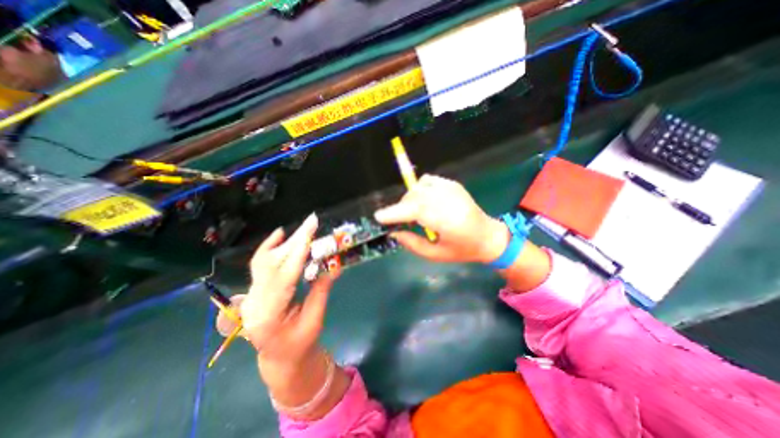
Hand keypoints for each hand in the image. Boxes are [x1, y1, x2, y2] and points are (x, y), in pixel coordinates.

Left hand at [213, 212, 336, 365]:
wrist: (279, 357)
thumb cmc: (299, 344)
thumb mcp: (315, 319)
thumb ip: (322, 290)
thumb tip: (335, 265)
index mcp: (269, 315)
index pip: (285, 276)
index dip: (298, 252)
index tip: (310, 232)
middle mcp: (254, 302)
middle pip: (272, 264)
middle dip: (294, 241)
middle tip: (311, 223)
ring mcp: (251, 295)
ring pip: (264, 261)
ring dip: (285, 243)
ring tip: (303, 229)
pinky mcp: (255, 290)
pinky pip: (261, 264)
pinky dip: (271, 247)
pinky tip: (280, 234)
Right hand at [374, 175, 509, 263]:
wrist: (488, 236)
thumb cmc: (462, 249)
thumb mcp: (436, 255)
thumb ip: (412, 244)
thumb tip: (393, 232)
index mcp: (447, 221)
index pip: (415, 210)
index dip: (395, 212)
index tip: (378, 217)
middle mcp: (448, 200)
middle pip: (414, 196)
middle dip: (401, 207)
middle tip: (401, 220)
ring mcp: (451, 189)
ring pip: (419, 187)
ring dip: (410, 198)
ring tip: (415, 212)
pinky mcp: (452, 184)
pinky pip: (427, 180)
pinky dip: (419, 189)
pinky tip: (424, 201)